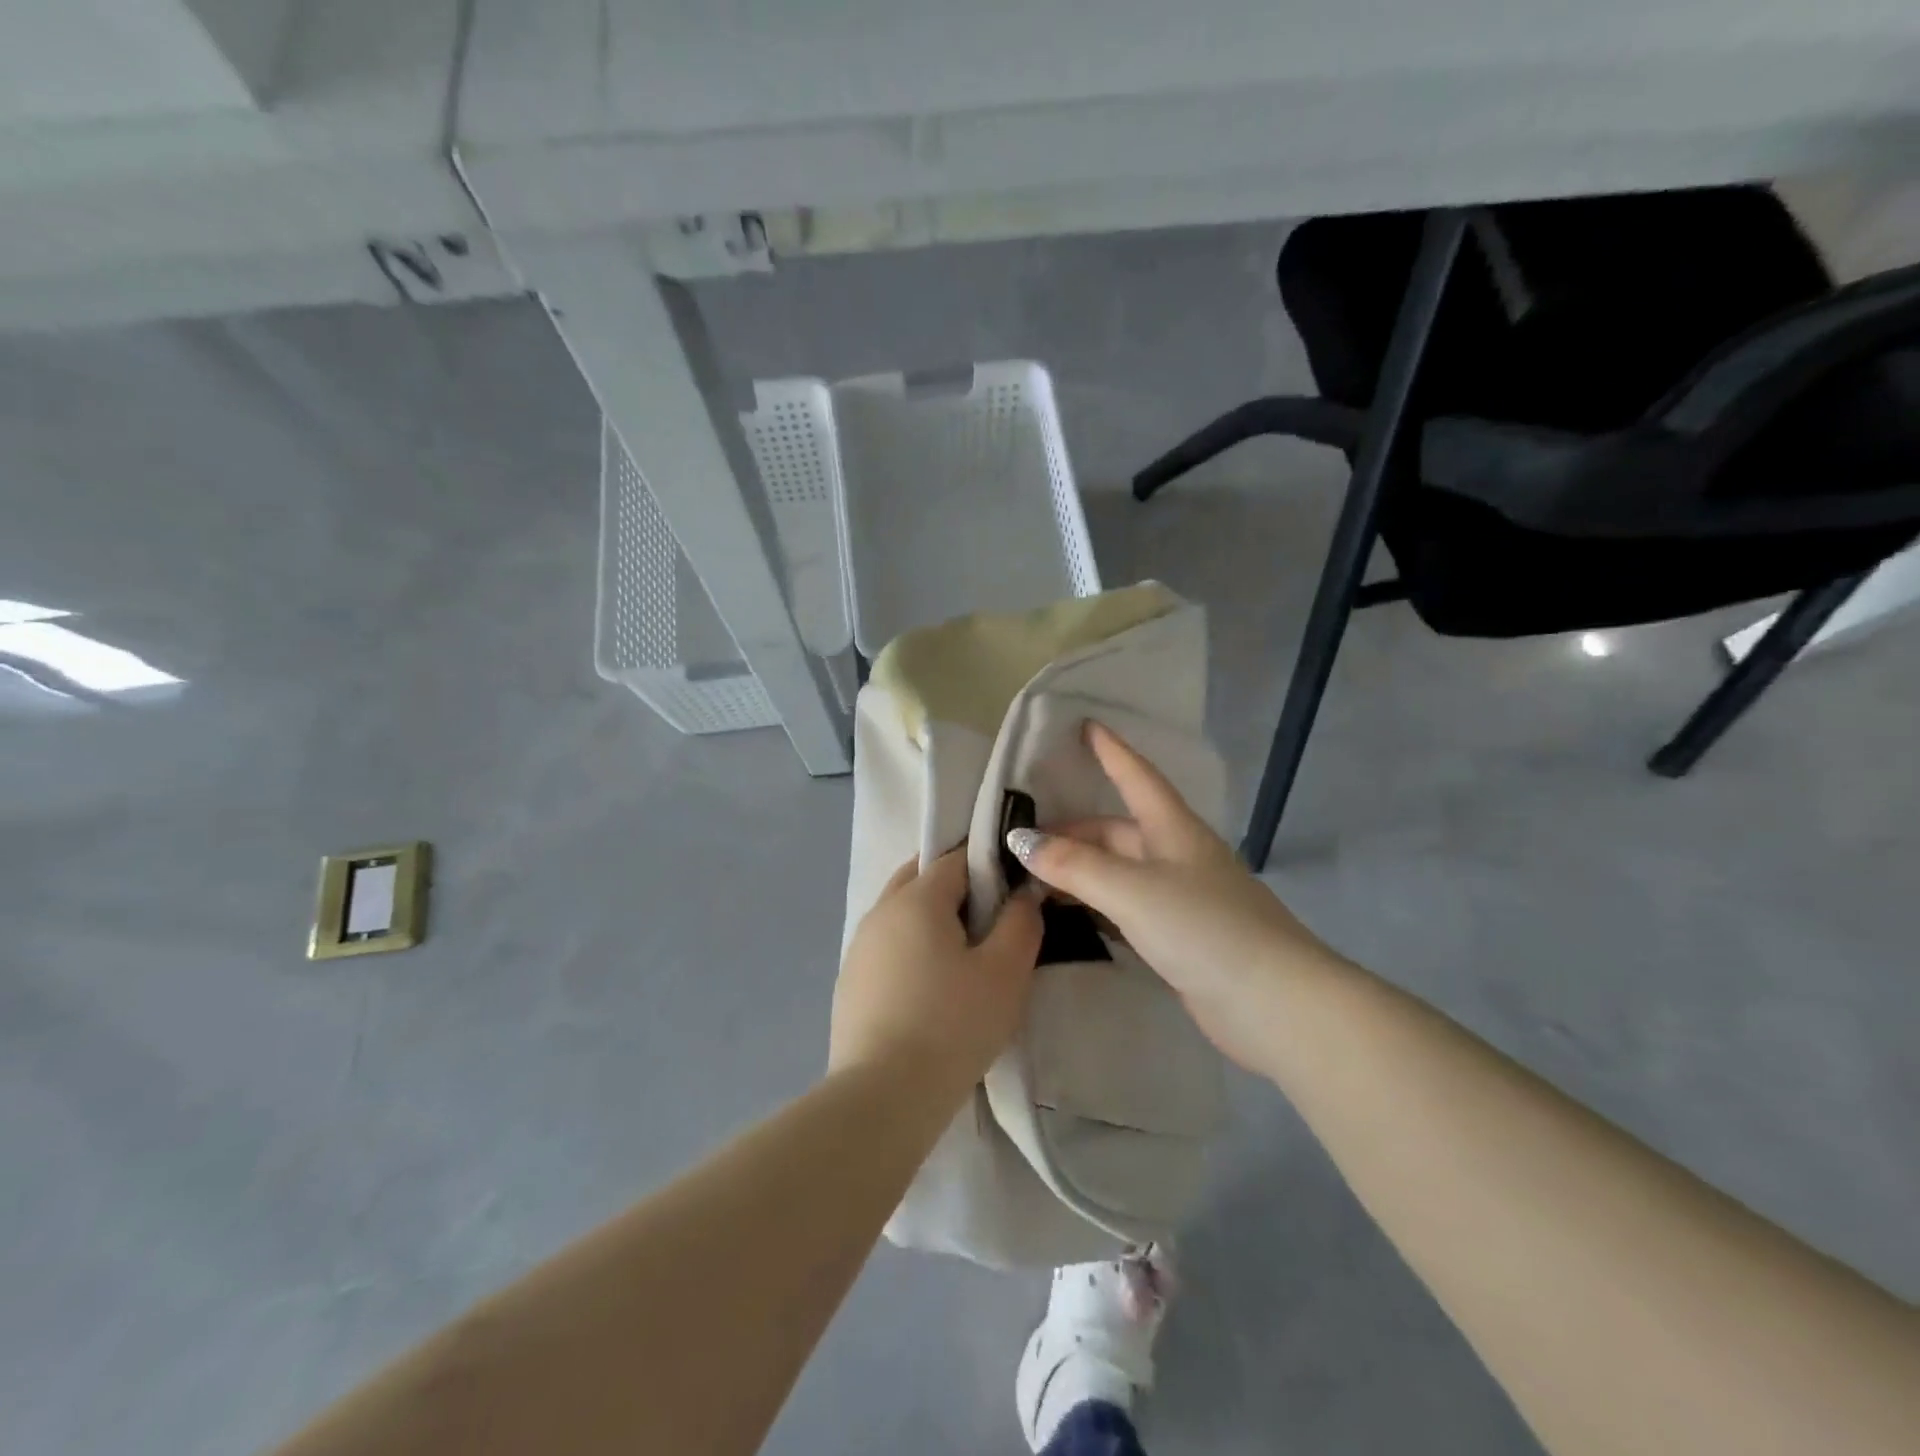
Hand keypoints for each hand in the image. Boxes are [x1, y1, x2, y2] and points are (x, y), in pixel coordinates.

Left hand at [829, 849, 1042, 1091]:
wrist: (883, 1096)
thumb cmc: (952, 1025)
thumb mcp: (1006, 972)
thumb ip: (1021, 922)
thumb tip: (1022, 894)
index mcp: (916, 898)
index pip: (955, 858)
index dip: (988, 867)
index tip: (1012, 894)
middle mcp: (880, 911)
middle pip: (921, 878)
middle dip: (956, 888)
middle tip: (989, 924)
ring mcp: (858, 947)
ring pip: (901, 913)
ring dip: (931, 921)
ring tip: (963, 960)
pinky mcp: (849, 982)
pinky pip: (887, 947)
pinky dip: (910, 951)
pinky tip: (929, 990)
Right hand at [1006, 722, 1340, 1071]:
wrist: (1274, 1004)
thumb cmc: (1204, 928)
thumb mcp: (1132, 889)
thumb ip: (1075, 865)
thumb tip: (1021, 841)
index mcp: (1173, 829)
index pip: (1136, 776)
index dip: (1111, 750)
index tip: (1085, 725)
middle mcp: (1177, 856)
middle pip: (1117, 831)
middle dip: (1072, 832)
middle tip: (1021, 843)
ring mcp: (1180, 898)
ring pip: (1118, 872)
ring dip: (1079, 872)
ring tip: (1032, 879)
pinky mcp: (1180, 937)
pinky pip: (1125, 908)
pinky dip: (1095, 906)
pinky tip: (1069, 916)